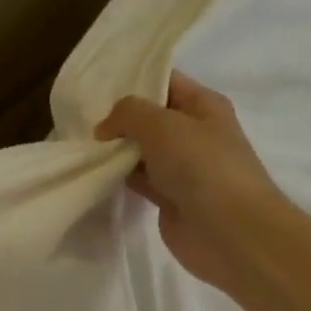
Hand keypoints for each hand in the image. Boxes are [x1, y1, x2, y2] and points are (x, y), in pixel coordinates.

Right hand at [95, 73, 288, 296]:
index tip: (97, 85)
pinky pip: (140, 179)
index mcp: (203, 105)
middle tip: (81, 117)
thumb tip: (105, 128)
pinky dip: (121, 176)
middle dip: (119, 117)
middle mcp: (195, 133)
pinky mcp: (170, 198)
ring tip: (83, 143)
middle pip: (151, 117)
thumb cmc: (201, 166)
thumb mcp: (161, 124)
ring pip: (143, 150)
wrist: (229, 231)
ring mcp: (183, 168)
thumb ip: (127, 113)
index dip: (134, 79)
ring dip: (117, 149)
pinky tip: (97, 172)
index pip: (166, 81)